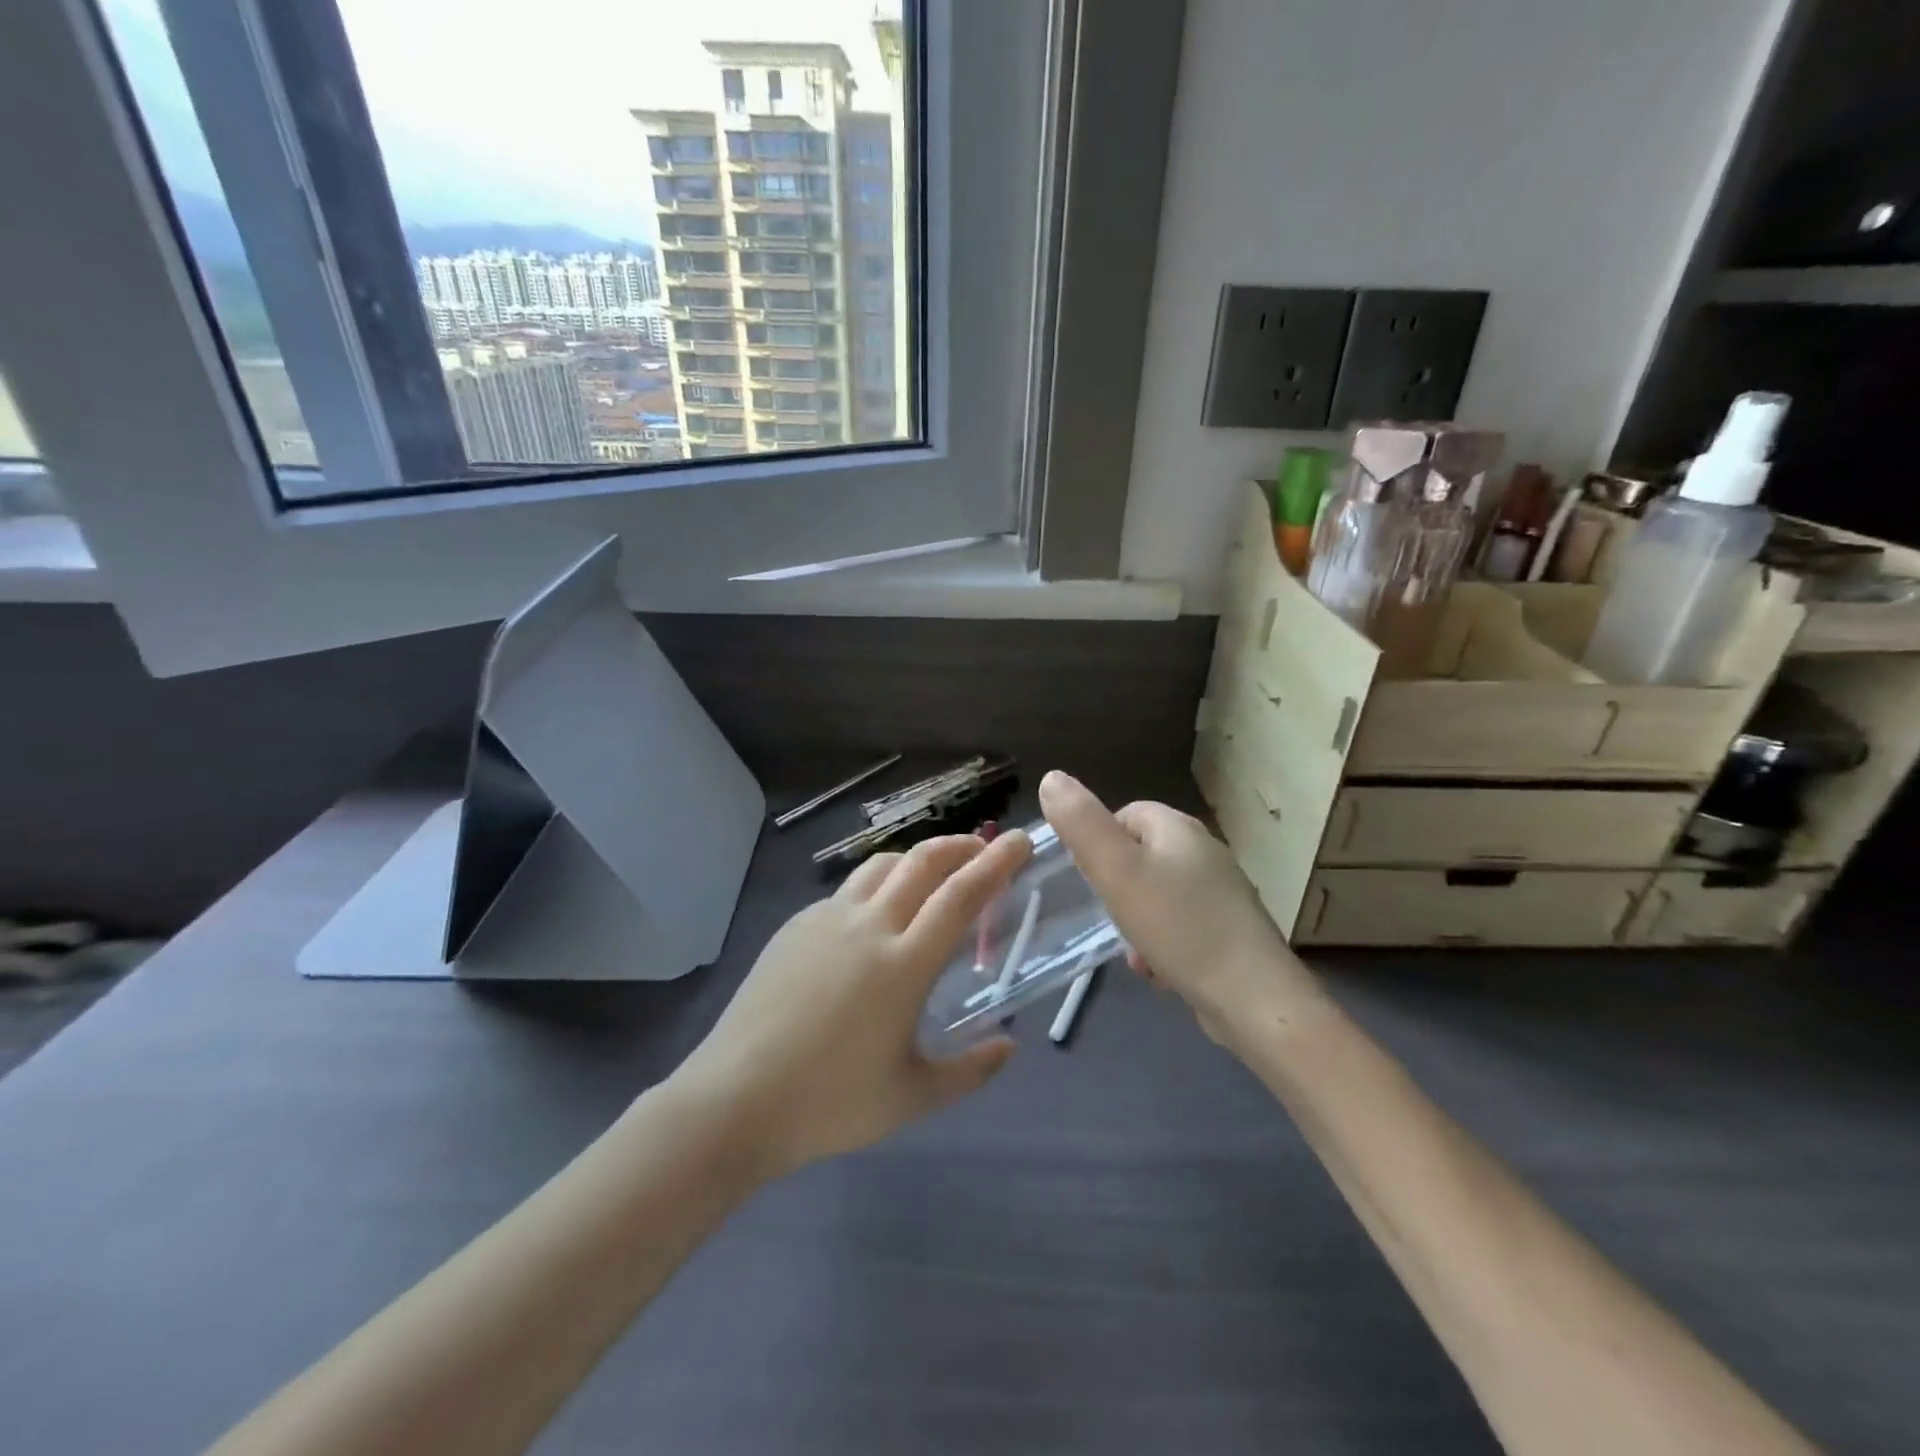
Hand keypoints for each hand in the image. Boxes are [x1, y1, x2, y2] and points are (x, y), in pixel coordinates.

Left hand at [672, 832, 1030, 1176]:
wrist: (734, 1100)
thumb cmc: (829, 1104)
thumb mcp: (912, 1098)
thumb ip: (969, 1071)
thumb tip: (1007, 1046)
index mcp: (904, 964)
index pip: (962, 895)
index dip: (997, 862)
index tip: (1020, 841)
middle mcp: (869, 926)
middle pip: (923, 861)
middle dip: (962, 846)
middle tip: (985, 851)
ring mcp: (827, 920)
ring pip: (882, 865)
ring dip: (917, 858)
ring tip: (934, 877)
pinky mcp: (796, 926)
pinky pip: (848, 889)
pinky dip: (879, 885)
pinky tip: (876, 918)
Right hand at [1038, 771, 1321, 1046]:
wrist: (1252, 998)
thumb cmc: (1177, 925)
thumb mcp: (1116, 870)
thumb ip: (1080, 824)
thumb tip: (1051, 778)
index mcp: (1179, 828)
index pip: (1126, 814)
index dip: (1100, 843)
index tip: (1091, 878)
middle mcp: (1205, 852)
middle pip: (1141, 857)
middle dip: (1118, 889)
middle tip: (1111, 916)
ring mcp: (1222, 893)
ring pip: (1158, 897)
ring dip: (1138, 923)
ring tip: (1137, 953)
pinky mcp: (1230, 931)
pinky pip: (1181, 927)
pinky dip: (1164, 945)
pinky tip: (1161, 972)